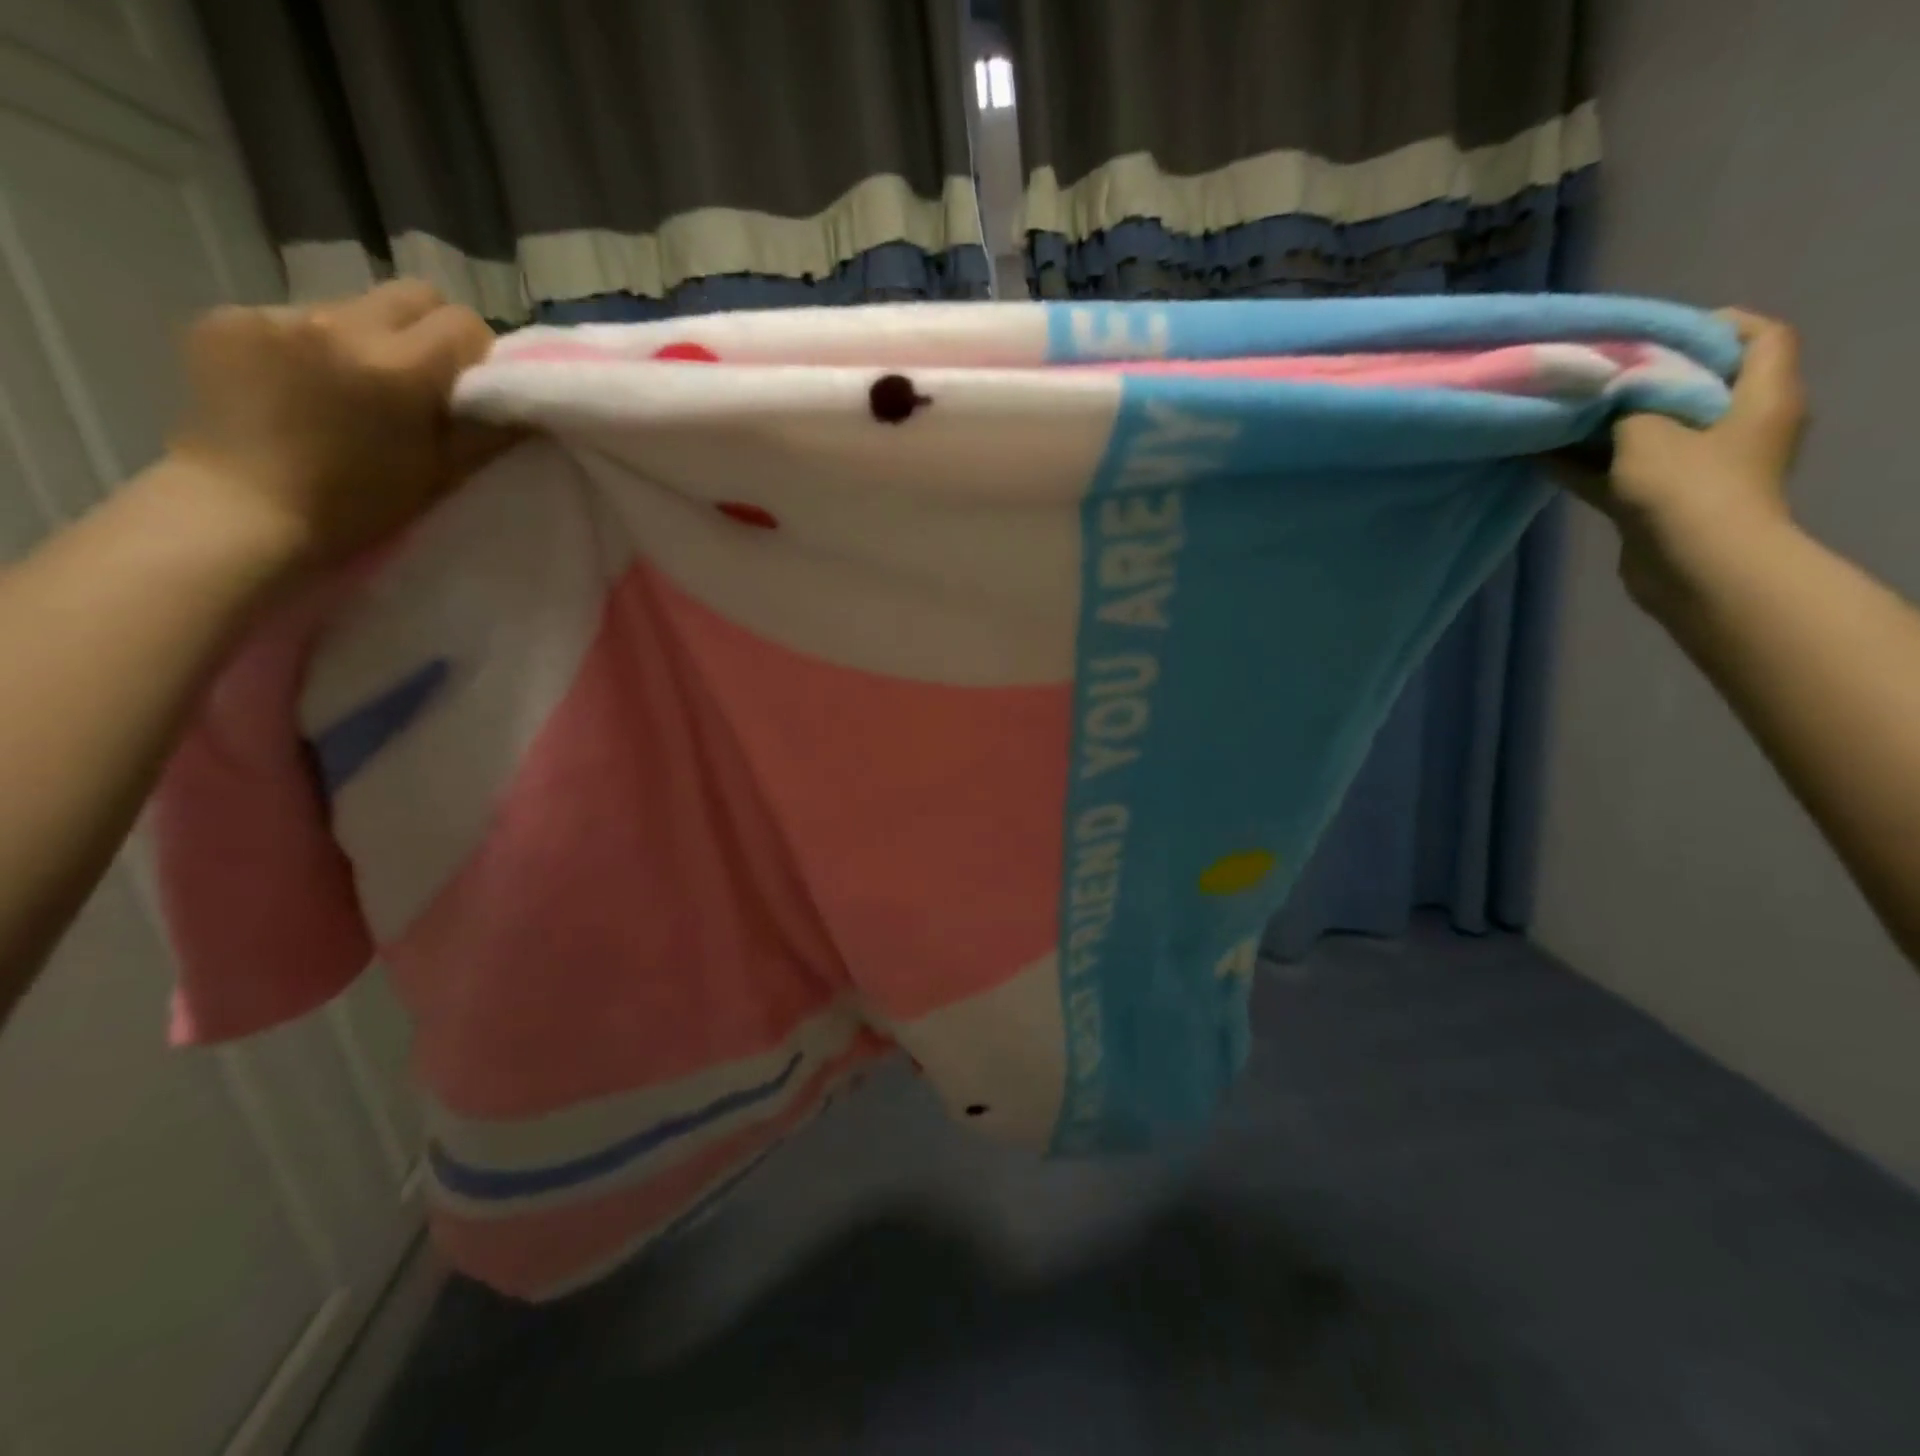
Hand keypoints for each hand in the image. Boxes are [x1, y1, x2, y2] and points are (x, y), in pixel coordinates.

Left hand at [163, 280, 511, 572]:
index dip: (476, 352)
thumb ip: (488, 431)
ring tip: (349, 389)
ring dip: (366, 339)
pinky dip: (307, 347)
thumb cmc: (360, 505)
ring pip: (352, 306)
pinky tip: (298, 388)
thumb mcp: (442, 474)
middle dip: (429, 330)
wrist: (244, 512)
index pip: (462, 321)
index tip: (470, 386)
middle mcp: (337, 324)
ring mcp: (276, 315)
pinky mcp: (228, 317)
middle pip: (412, 294)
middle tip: (421, 378)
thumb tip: (525, 402)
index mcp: (397, 367)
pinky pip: (292, 318)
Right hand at [1558, 310, 1808, 615]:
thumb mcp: (1649, 432)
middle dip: (1641, 379)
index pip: (1759, 337)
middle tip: (1592, 372)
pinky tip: (1542, 454)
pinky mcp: (1662, 501)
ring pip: (1647, 433)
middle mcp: (1738, 427)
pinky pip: (1621, 470)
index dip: (1712, 325)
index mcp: (1761, 397)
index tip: (1651, 334)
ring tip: (1556, 412)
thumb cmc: (1687, 488)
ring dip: (1603, 426)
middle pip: (1692, 386)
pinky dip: (1587, 462)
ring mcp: (1699, 468)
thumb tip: (1605, 386)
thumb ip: (1626, 403)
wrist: (1695, 569)